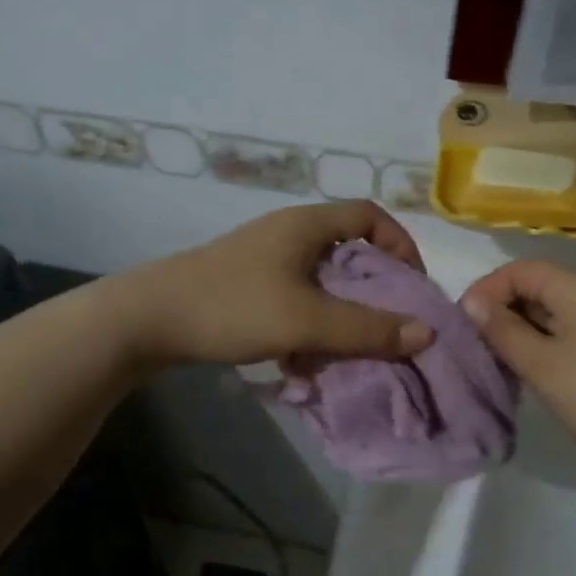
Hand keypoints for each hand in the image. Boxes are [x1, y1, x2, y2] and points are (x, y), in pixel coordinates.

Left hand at [116, 201, 435, 368]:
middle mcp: (287, 233)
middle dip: (371, 290)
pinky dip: (307, 324)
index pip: (369, 215)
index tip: (411, 286)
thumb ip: (367, 329)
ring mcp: (263, 259)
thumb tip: (426, 333)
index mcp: (306, 225)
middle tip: (386, 326)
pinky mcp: (245, 285)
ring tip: (345, 352)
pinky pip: (293, 299)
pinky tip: (301, 361)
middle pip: (347, 251)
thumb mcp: (307, 321)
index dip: (399, 244)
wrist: (149, 319)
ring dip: (338, 314)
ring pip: (319, 281)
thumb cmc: (233, 307)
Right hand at [459, 260, 575, 469]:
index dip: (486, 291)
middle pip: (540, 286)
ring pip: (558, 312)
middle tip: (481, 350)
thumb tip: (472, 302)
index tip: (464, 326)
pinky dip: (552, 345)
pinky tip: (544, 376)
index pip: (519, 269)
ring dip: (527, 332)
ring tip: (506, 366)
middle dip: (505, 313)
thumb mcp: (543, 365)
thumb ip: (503, 331)